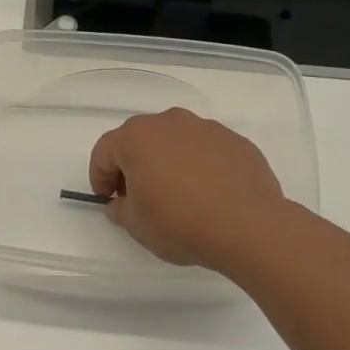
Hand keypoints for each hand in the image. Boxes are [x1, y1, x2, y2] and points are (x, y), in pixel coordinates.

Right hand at [88, 107, 289, 271]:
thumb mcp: (136, 226)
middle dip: (133, 165)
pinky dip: (198, 166)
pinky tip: (206, 193)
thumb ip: (120, 209)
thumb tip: (121, 202)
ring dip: (167, 162)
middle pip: (140, 140)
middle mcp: (170, 122)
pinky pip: (205, 150)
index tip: (107, 200)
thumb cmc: (180, 223)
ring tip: (176, 194)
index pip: (105, 152)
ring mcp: (206, 128)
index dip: (100, 177)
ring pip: (174, 141)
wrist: (249, 226)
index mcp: (137, 137)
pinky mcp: (235, 141)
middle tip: (138, 196)